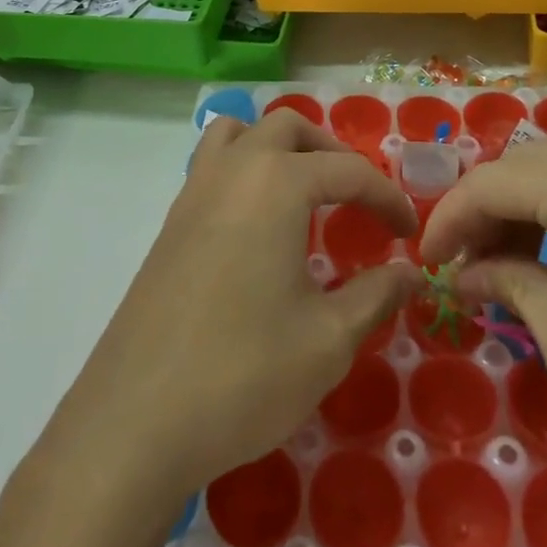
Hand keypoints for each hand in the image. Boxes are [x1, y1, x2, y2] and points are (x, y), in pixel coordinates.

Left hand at [49, 109, 421, 504]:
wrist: (137, 418)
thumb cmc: (244, 372)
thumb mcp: (328, 340)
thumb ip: (375, 295)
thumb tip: (408, 272)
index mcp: (275, 184)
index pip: (347, 171)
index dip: (387, 198)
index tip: (409, 234)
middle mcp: (232, 171)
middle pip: (287, 129)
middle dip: (330, 153)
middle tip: (357, 199)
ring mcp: (192, 193)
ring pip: (238, 134)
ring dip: (277, 148)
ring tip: (304, 194)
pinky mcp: (170, 224)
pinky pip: (212, 167)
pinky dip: (244, 171)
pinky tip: (258, 227)